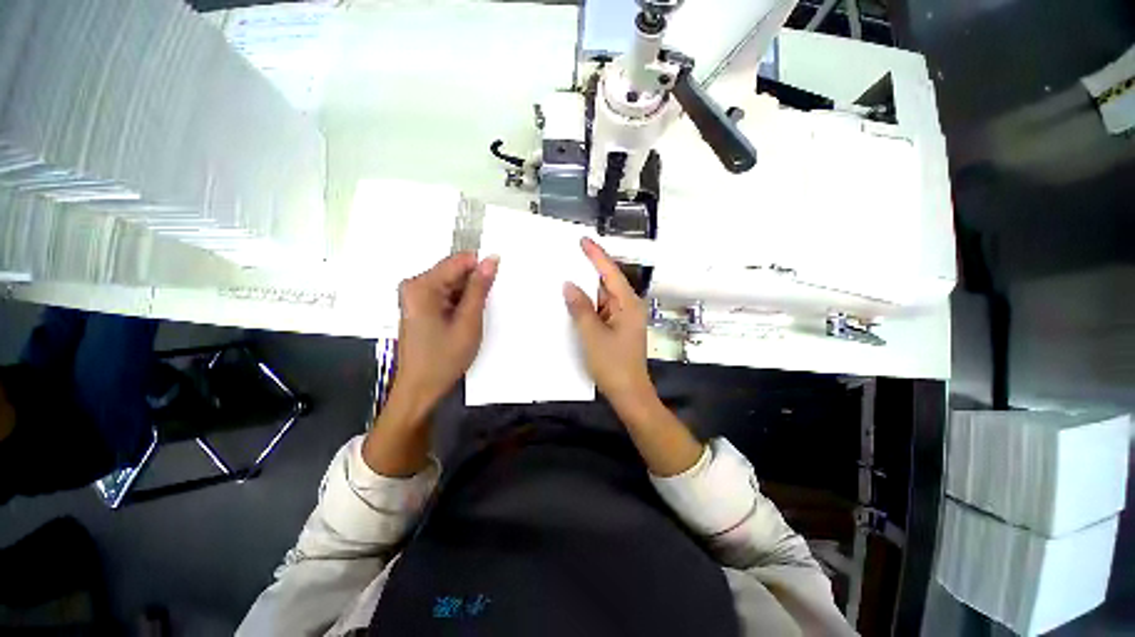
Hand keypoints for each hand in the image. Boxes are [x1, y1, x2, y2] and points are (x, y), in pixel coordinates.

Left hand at [364, 252, 497, 476]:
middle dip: (474, 283)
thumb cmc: (444, 358)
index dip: (482, 267)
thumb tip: (491, 259)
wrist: (420, 389)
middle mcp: (414, 285)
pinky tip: (467, 318)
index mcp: (422, 285)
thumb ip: (479, 288)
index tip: (499, 280)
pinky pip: (446, 294)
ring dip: (468, 295)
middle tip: (488, 304)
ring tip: (476, 315)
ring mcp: (415, 296)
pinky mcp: (419, 307)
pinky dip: (460, 302)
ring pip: (452, 283)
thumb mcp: (468, 322)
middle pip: (454, 271)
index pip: (459, 260)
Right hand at [563, 237, 652, 408]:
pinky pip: (602, 309)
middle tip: (569, 255)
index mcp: (628, 304)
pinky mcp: (618, 328)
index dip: (596, 255)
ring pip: (603, 296)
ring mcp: (624, 318)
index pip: (610, 272)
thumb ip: (580, 308)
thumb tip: (568, 285)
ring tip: (567, 273)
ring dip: (587, 288)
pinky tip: (575, 301)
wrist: (629, 393)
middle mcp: (628, 307)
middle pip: (608, 282)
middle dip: (589, 269)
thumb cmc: (613, 364)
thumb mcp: (592, 334)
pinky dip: (589, 304)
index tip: (582, 240)